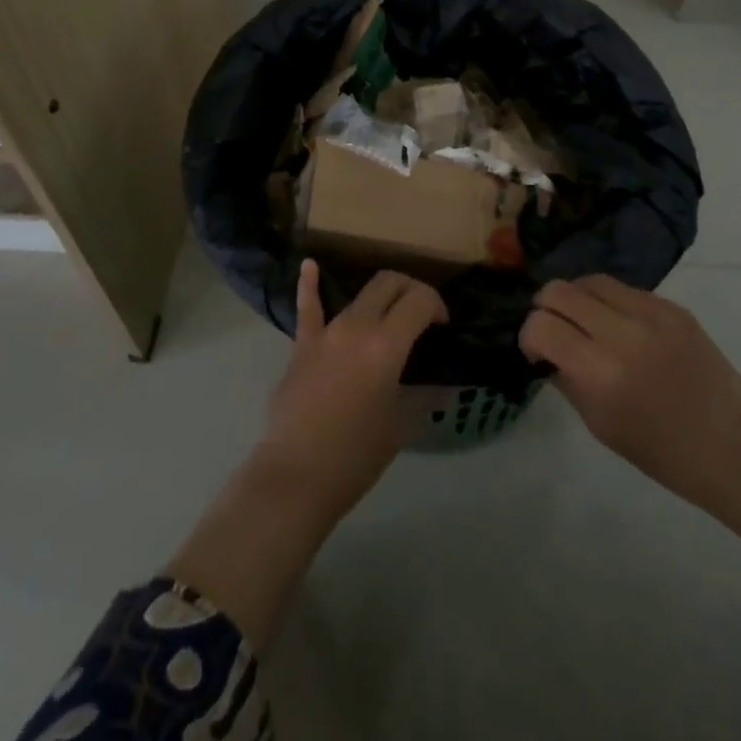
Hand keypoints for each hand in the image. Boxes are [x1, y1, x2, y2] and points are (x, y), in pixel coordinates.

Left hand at [253, 259, 447, 524]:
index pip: (419, 300)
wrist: (296, 475)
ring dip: (380, 295)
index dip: (437, 305)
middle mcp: (356, 326)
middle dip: (412, 289)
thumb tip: (444, 385)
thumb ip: (423, 396)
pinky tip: (309, 264)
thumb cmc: (356, 456)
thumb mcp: (400, 425)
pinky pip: (308, 307)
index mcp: (385, 344)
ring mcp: (326, 331)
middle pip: (389, 283)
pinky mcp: (302, 344)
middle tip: (422, 314)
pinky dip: (310, 284)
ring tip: (391, 310)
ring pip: (359, 294)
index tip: (442, 326)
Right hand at [520, 275, 740, 515]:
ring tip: (586, 322)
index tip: (537, 352)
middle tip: (556, 332)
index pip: (541, 325)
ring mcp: (651, 314)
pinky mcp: (673, 307)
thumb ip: (567, 379)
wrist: (736, 450)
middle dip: (546, 309)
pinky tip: (621, 327)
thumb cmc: (664, 453)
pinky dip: (610, 302)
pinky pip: (625, 289)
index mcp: (600, 373)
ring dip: (577, 299)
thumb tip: (546, 349)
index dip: (528, 336)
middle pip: (558, 290)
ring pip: (590, 280)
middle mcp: (622, 333)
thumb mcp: (601, 426)